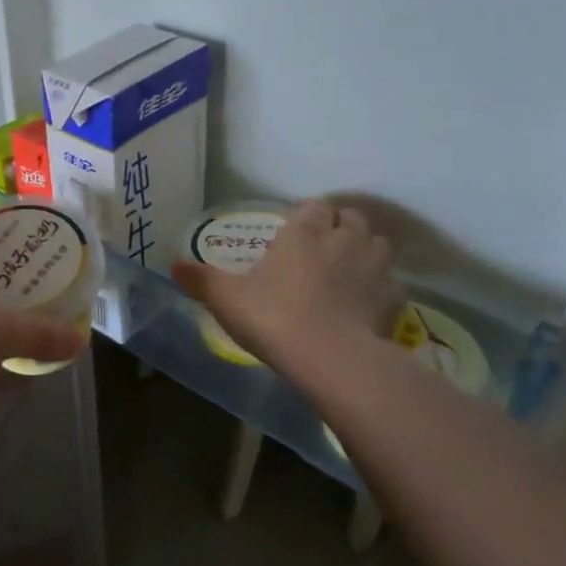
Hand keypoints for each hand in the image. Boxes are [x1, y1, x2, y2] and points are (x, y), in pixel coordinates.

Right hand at [173, 199, 401, 380]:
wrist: (330, 358)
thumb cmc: (272, 316)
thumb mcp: (225, 298)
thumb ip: (200, 279)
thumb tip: (172, 264)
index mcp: (303, 232)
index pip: (313, 206)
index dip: (307, 216)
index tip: (295, 232)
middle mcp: (342, 240)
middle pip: (351, 217)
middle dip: (339, 226)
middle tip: (322, 248)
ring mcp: (373, 268)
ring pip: (378, 243)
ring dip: (366, 250)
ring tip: (349, 270)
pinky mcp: (393, 300)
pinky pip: (392, 283)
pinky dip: (382, 287)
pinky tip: (367, 303)